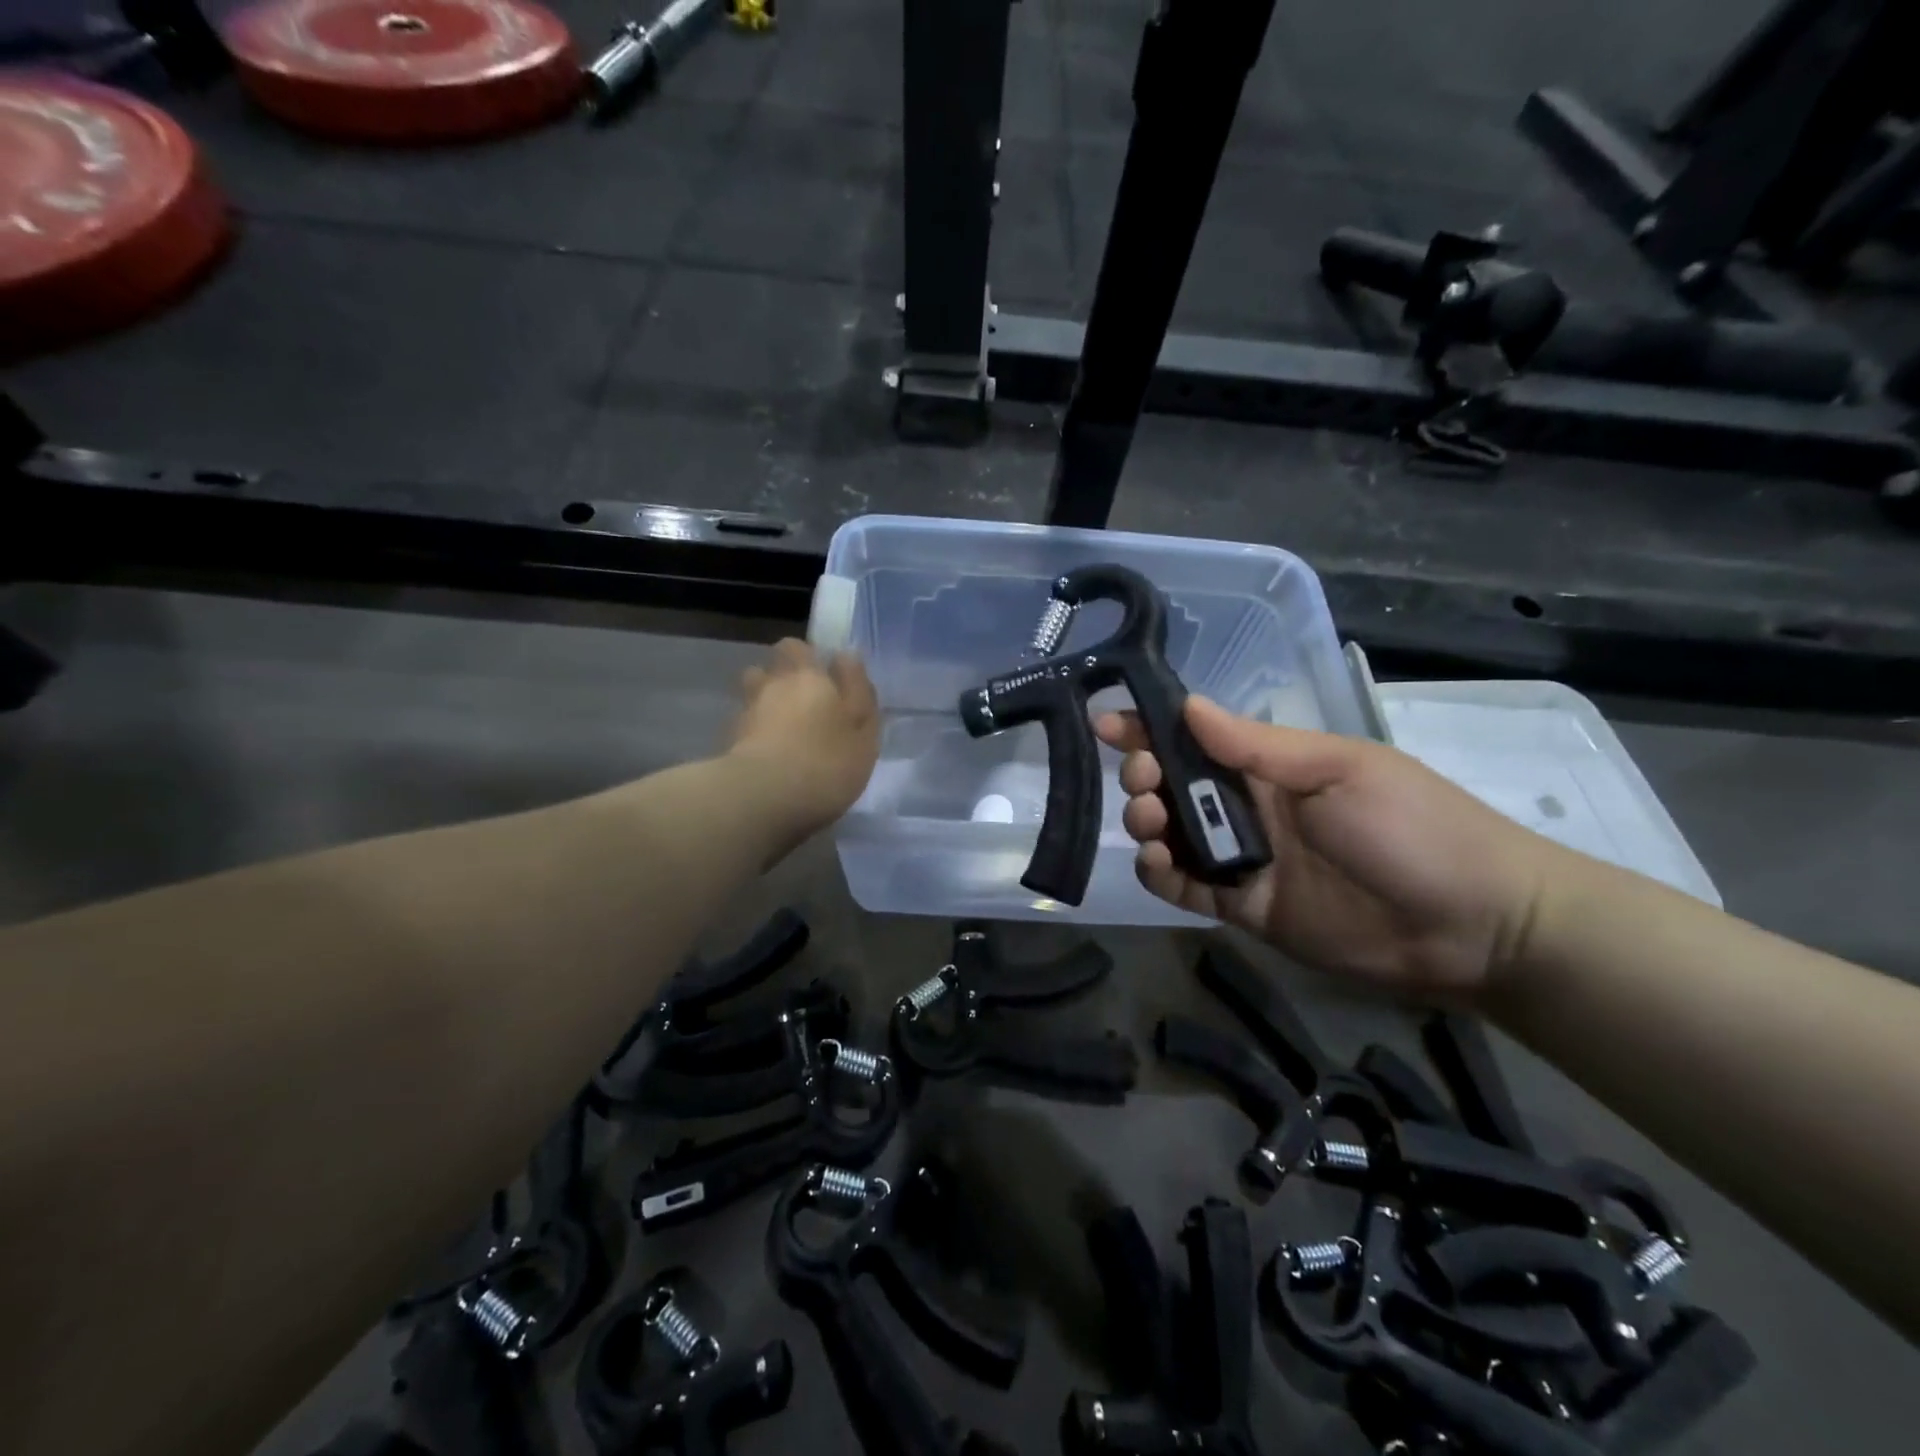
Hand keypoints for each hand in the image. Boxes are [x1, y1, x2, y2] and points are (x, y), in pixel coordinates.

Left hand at [729, 639, 880, 837]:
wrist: (763, 799)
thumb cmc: (826, 762)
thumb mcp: (863, 730)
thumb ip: (858, 692)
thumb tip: (847, 656)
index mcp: (808, 676)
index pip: (798, 647)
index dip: (808, 657)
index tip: (823, 677)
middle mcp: (772, 685)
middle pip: (770, 668)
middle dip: (783, 678)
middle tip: (804, 704)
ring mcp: (746, 712)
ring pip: (753, 694)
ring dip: (765, 703)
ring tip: (782, 728)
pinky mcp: (729, 742)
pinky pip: (745, 726)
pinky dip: (754, 733)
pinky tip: (768, 754)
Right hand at [1096, 697, 1560, 999]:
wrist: (1478, 926)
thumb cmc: (1414, 828)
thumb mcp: (1339, 769)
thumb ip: (1257, 745)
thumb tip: (1187, 705)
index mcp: (1273, 765)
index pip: (1197, 738)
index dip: (1149, 728)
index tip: (1107, 723)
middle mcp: (1251, 807)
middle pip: (1174, 785)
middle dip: (1143, 775)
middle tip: (1143, 782)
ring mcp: (1247, 859)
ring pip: (1172, 835)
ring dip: (1146, 822)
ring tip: (1150, 822)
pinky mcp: (1246, 907)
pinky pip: (1188, 888)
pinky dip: (1162, 875)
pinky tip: (1157, 863)